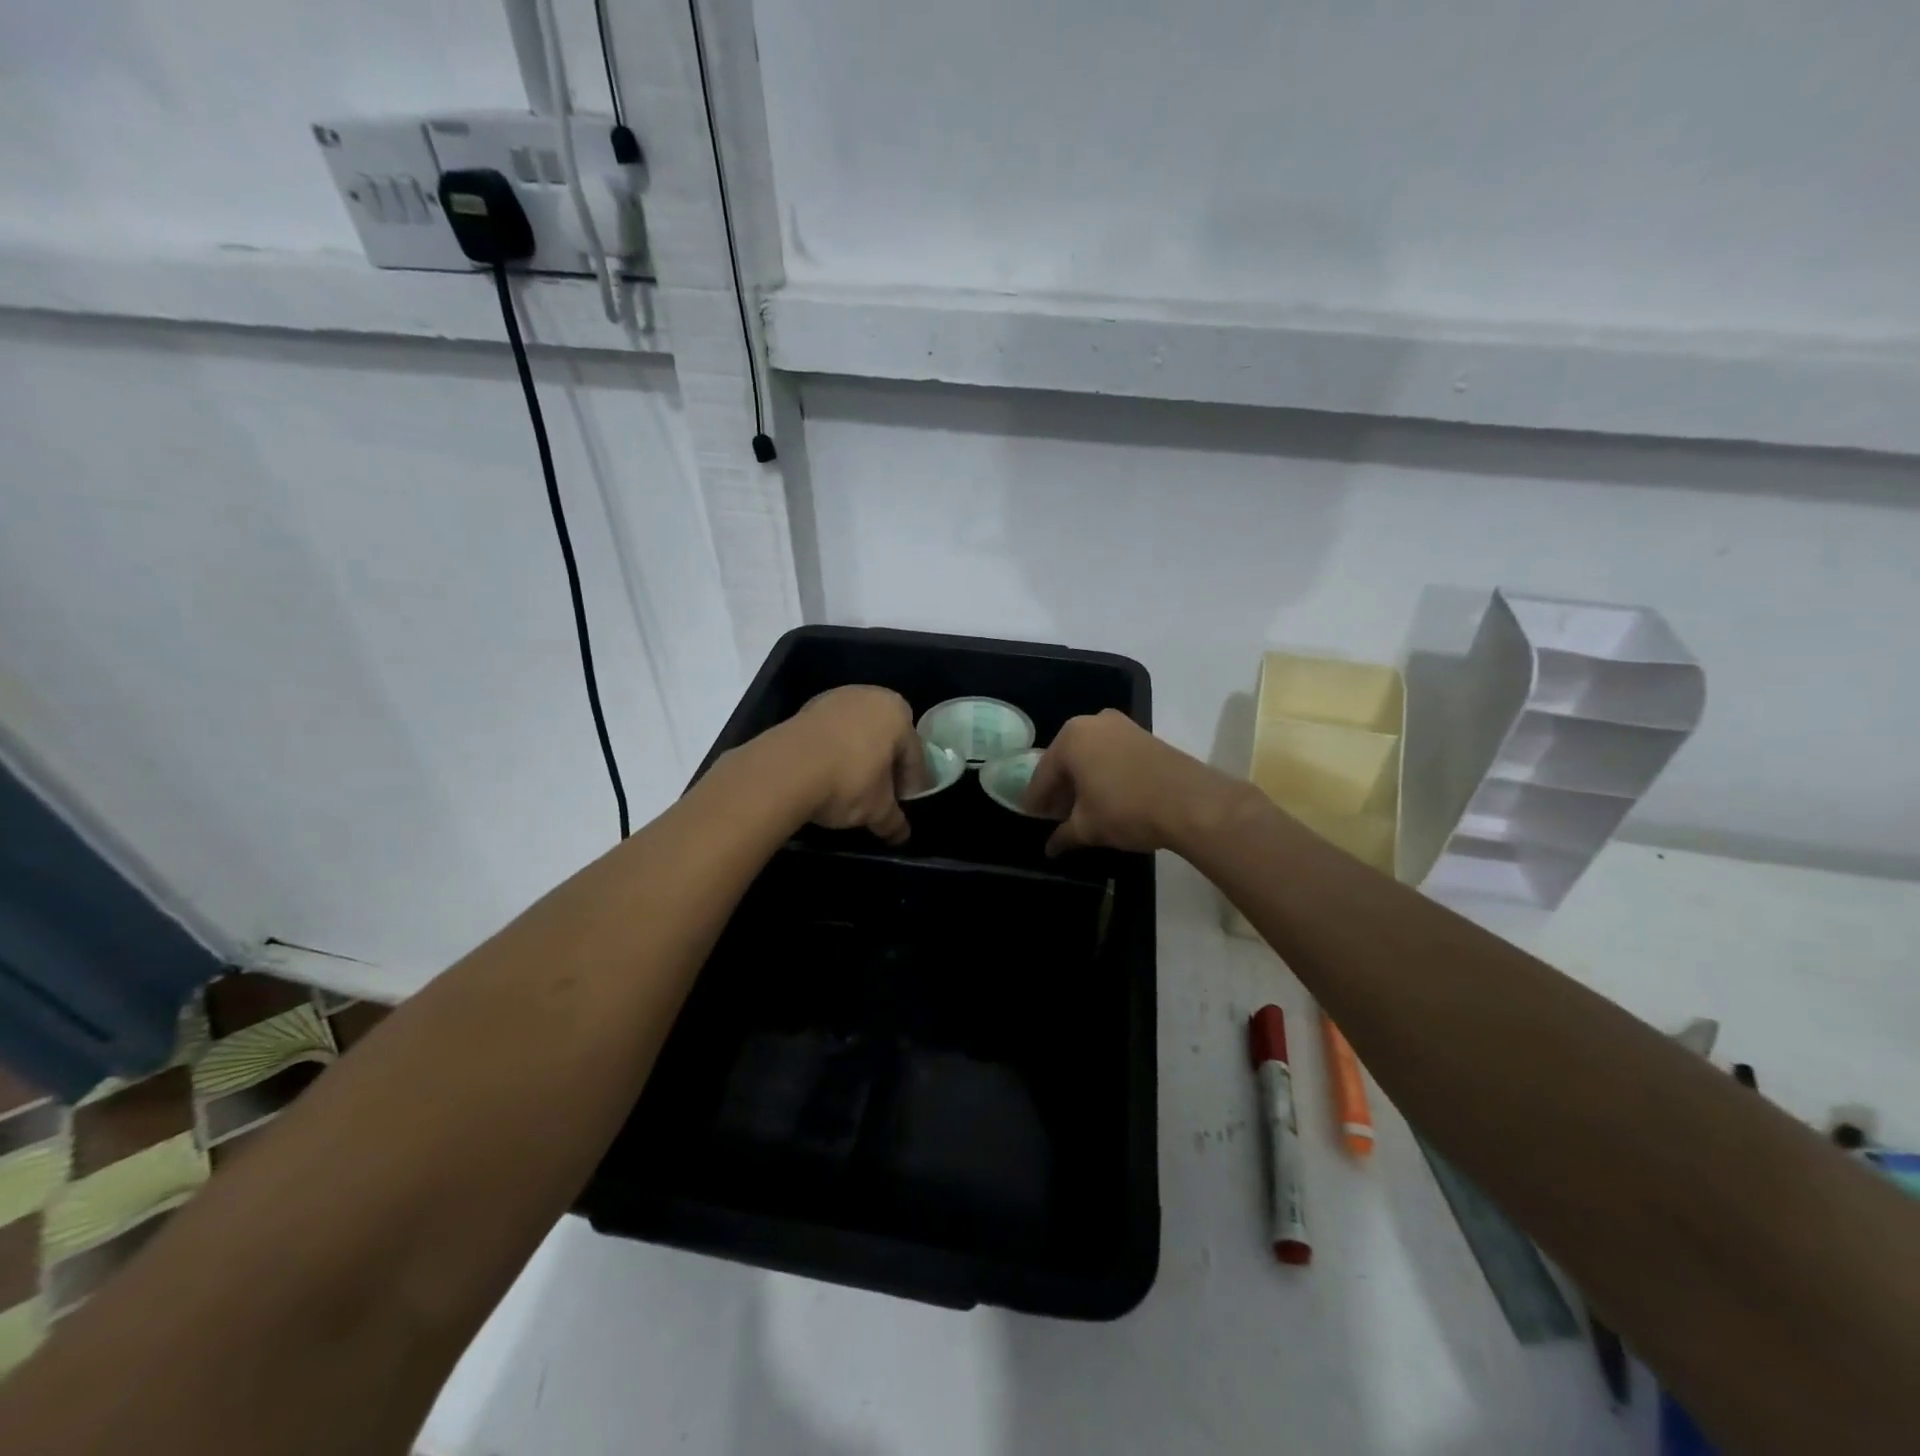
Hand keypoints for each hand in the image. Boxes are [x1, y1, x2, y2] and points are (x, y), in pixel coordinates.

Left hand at [777, 685, 924, 844]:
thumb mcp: (877, 809)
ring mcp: (834, 700)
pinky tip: (826, 776)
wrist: (785, 769)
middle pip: (885, 739)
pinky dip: (833, 754)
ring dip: (857, 759)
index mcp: (897, 712)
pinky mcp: (805, 710)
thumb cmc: (848, 782)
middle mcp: (869, 696)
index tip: (902, 805)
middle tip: (879, 798)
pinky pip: (830, 735)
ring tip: (850, 789)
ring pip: (856, 735)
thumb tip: (901, 835)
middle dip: (884, 768)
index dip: (910, 785)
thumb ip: (893, 820)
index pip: (914, 754)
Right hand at [1024, 710, 1238, 856]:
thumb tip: (1050, 848)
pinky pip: (1112, 755)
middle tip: (1055, 815)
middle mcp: (1092, 723)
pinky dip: (1104, 774)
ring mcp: (1122, 726)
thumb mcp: (1088, 827)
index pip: (1043, 774)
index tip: (1032, 818)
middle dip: (1060, 788)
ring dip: (1083, 780)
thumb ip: (1064, 835)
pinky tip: (1106, 797)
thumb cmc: (1126, 809)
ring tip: (1082, 809)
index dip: (1036, 800)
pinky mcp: (1145, 736)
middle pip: (1066, 761)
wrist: (1191, 802)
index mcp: (1070, 738)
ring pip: (1090, 756)